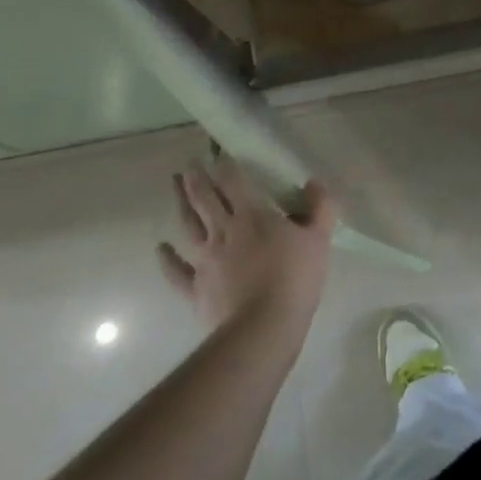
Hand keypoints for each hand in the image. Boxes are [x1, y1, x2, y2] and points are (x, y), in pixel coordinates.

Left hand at [158, 155, 336, 337]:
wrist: (263, 328)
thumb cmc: (294, 278)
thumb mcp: (319, 238)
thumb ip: (320, 207)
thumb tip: (314, 183)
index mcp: (252, 216)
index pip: (234, 182)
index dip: (225, 165)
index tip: (216, 152)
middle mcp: (224, 231)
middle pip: (205, 200)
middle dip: (196, 180)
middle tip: (188, 165)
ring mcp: (206, 260)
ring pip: (188, 226)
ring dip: (180, 204)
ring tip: (174, 187)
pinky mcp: (196, 289)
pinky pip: (177, 271)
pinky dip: (167, 259)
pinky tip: (160, 248)